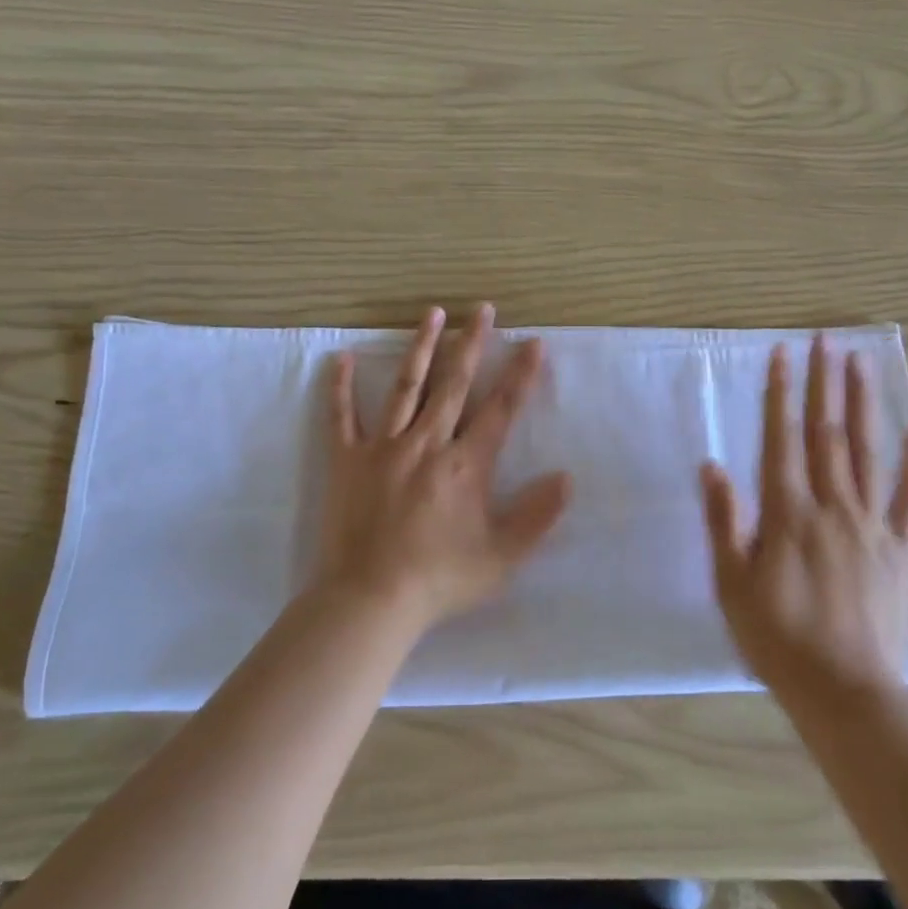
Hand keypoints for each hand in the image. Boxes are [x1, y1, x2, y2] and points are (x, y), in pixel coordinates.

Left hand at [312, 304, 571, 628]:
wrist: (370, 599)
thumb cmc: (440, 579)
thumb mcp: (501, 557)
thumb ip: (536, 516)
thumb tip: (567, 477)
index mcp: (465, 465)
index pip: (500, 409)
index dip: (520, 375)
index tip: (533, 343)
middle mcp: (427, 443)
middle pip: (454, 384)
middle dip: (471, 343)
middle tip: (482, 309)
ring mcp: (383, 447)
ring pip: (406, 387)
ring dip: (421, 347)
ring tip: (432, 313)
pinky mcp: (347, 460)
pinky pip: (342, 416)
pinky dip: (341, 386)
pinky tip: (342, 357)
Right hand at [700, 335, 907, 704]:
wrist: (845, 691)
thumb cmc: (777, 638)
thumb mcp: (731, 583)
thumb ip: (724, 521)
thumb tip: (713, 465)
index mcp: (787, 513)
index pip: (781, 439)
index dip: (780, 393)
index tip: (782, 353)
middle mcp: (832, 506)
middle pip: (827, 434)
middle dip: (824, 383)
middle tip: (826, 340)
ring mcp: (873, 525)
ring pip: (867, 453)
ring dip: (863, 405)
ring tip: (861, 363)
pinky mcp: (903, 550)